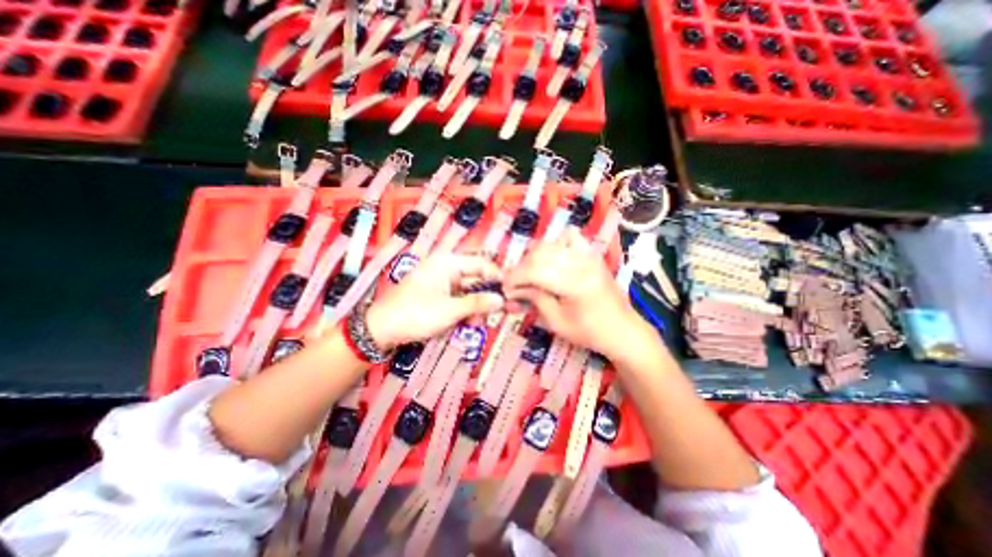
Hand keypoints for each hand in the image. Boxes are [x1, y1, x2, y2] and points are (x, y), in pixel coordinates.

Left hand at [363, 253, 504, 346]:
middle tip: (491, 314)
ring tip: (473, 323)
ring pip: (467, 291)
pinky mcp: (436, 294)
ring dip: (473, 307)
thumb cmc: (416, 314)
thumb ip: (478, 303)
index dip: (497, 278)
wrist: (381, 329)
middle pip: (475, 279)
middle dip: (484, 297)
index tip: (509, 294)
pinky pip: (457, 298)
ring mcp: (440, 282)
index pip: (481, 264)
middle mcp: (446, 268)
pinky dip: (462, 310)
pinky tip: (463, 323)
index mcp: (448, 263)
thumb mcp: (450, 310)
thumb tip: (501, 300)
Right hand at [505, 226, 643, 360]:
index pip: (534, 270)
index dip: (515, 278)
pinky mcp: (592, 253)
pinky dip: (556, 243)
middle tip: (515, 285)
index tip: (505, 288)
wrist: (622, 329)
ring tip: (531, 274)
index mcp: (575, 283)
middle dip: (521, 269)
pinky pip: (570, 236)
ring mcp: (589, 254)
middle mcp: (582, 262)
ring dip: (534, 257)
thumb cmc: (590, 332)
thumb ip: (535, 300)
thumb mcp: (557, 322)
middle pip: (539, 255)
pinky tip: (552, 258)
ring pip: (550, 244)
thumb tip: (514, 290)